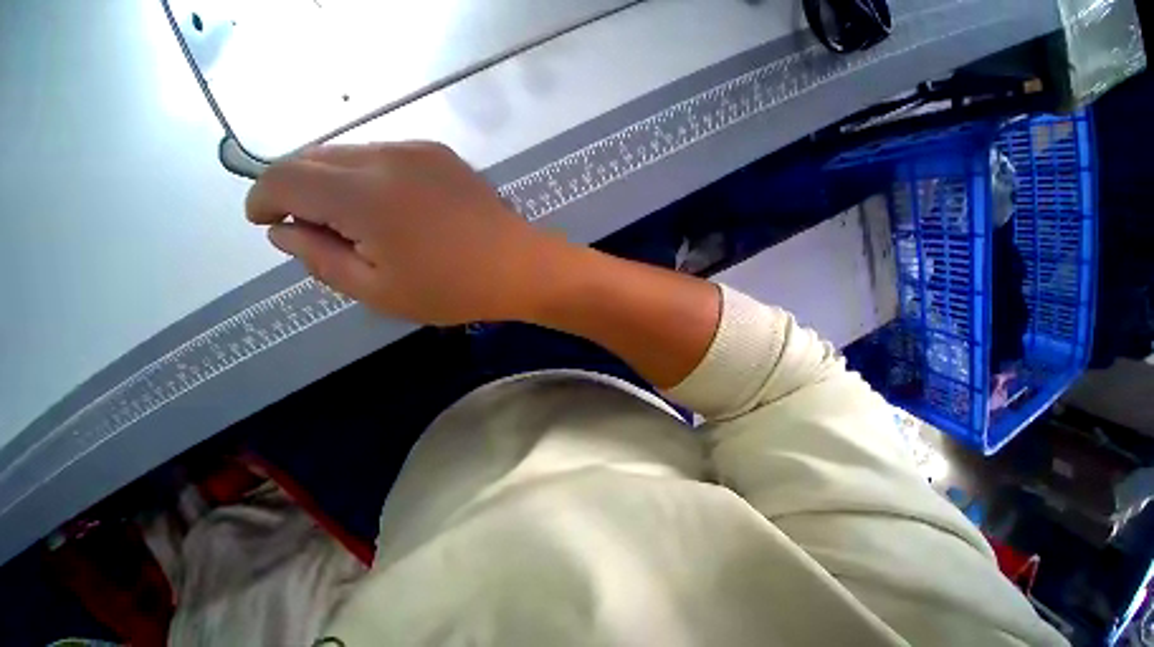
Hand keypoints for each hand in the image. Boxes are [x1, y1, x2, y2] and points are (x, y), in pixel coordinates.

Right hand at [246, 142, 571, 325]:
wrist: (521, 267)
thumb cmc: (456, 289)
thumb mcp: (380, 291)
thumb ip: (322, 259)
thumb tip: (284, 232)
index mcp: (361, 196)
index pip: (282, 178)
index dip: (262, 199)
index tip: (265, 222)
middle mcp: (384, 158)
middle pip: (313, 159)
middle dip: (298, 191)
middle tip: (315, 229)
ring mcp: (418, 150)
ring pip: (349, 154)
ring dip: (335, 182)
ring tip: (358, 223)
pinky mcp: (442, 154)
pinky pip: (386, 155)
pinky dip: (371, 176)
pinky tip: (393, 206)